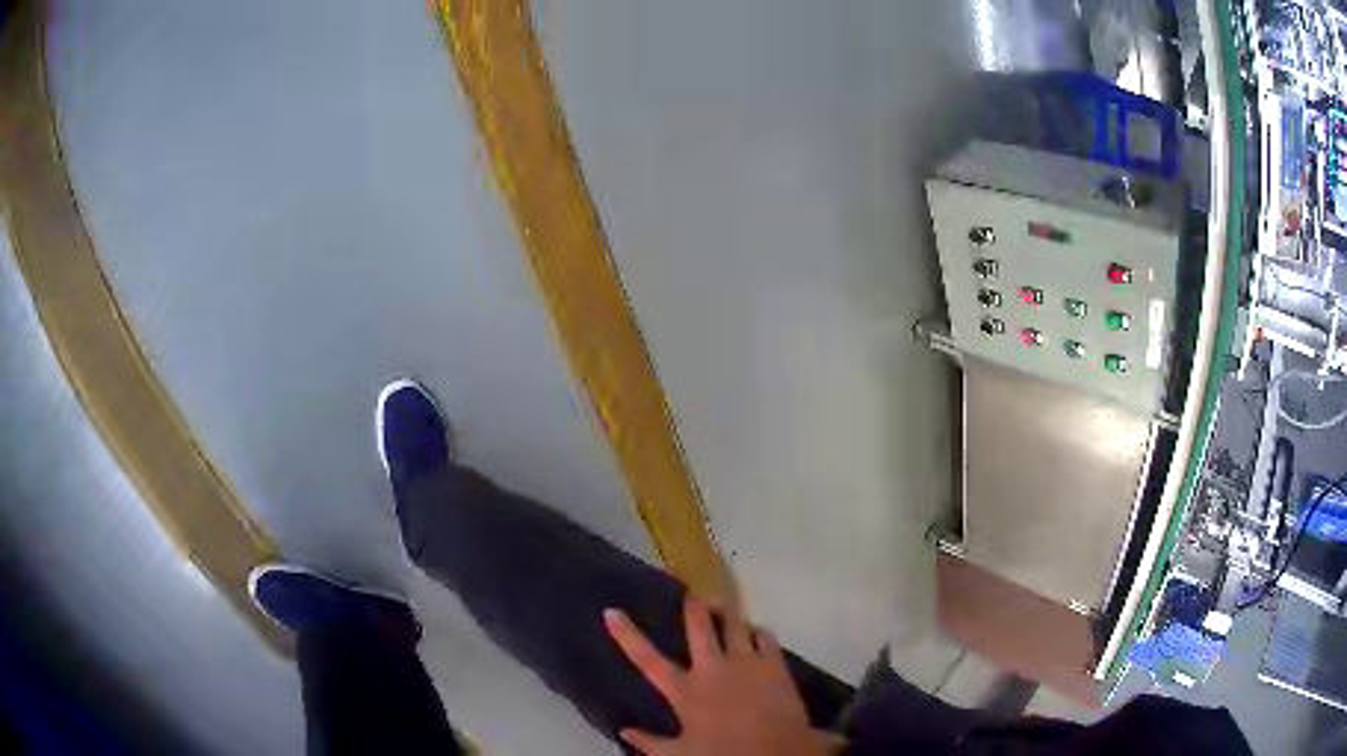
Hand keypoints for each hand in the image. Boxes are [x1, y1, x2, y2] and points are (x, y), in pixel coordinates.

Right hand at [603, 598, 839, 755]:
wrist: (775, 752)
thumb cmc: (724, 753)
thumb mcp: (681, 754)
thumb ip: (650, 743)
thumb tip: (624, 731)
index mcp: (685, 691)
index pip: (648, 660)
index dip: (627, 635)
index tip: (611, 612)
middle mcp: (712, 669)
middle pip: (699, 628)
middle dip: (694, 607)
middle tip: (691, 592)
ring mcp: (745, 662)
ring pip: (734, 624)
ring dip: (727, 611)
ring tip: (722, 600)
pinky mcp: (774, 664)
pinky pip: (765, 637)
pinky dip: (759, 632)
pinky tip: (757, 632)